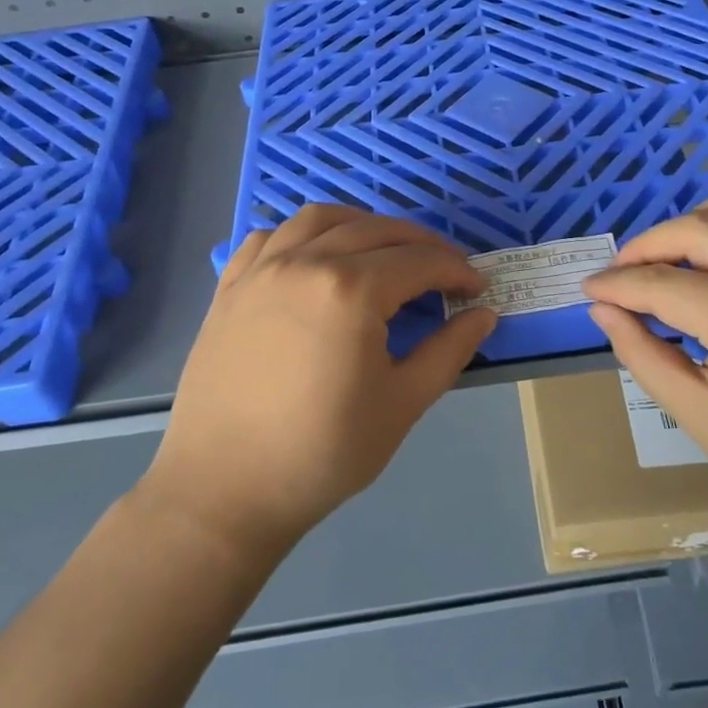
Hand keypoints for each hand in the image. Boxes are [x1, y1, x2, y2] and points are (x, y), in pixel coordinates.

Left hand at [145, 206, 496, 555]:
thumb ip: (449, 351)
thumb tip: (483, 315)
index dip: (456, 271)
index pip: (420, 261)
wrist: (224, 489)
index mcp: (352, 290)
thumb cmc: (323, 452)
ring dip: (363, 225)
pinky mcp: (231, 286)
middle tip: (444, 269)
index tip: (476, 289)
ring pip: (320, 219)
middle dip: (420, 244)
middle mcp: (306, 262)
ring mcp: (262, 269)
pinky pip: (271, 237)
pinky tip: (315, 256)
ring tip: (384, 249)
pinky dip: (303, 234)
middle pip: (376, 231)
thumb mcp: (402, 404)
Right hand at [584, 187, 707, 542]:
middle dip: (646, 247)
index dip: (617, 285)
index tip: (590, 290)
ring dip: (700, 217)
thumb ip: (644, 357)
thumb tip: (604, 311)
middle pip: (697, 231)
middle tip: (621, 274)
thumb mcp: (701, 420)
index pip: (662, 284)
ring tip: (676, 249)